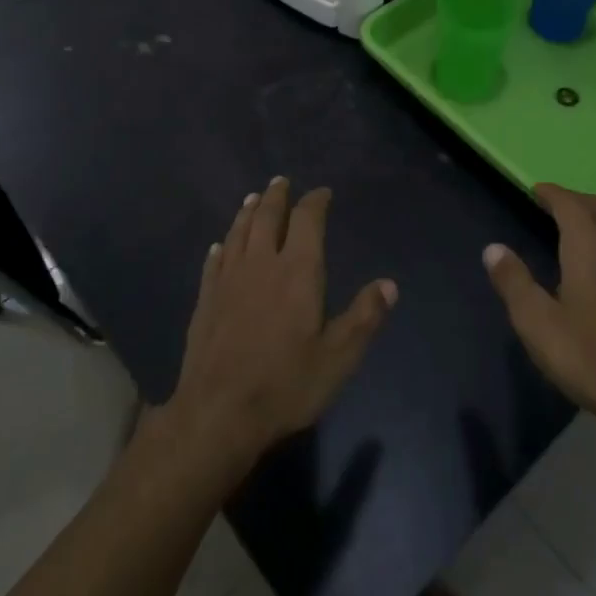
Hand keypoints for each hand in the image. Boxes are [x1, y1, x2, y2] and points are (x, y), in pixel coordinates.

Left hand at [163, 178, 397, 472]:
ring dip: (247, 213)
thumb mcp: (338, 357)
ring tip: (253, 199)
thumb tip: (389, 284)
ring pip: (238, 233)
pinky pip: (213, 262)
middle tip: (280, 181)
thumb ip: (364, 317)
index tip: (322, 192)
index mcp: (297, 271)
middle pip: (267, 218)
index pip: (307, 221)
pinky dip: (221, 247)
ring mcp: (228, 281)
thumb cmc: (286, 384)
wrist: (218, 413)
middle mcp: (260, 264)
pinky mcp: (205, 300)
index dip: (315, 202)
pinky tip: (220, 245)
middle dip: (276, 197)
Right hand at [484, 184, 595, 426]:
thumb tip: (493, 248)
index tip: (536, 190)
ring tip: (580, 228)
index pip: (571, 205)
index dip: (553, 194)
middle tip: (557, 203)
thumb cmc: (590, 356)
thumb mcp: (537, 322)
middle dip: (579, 200)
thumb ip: (514, 282)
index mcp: (589, 247)